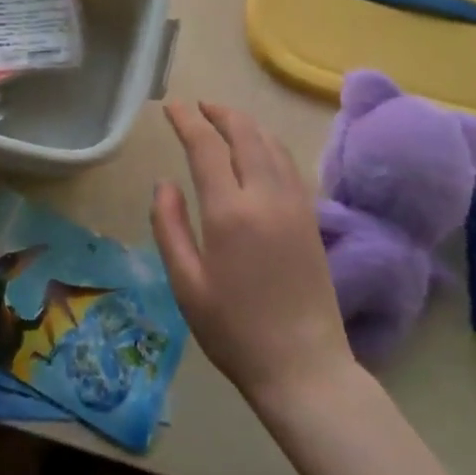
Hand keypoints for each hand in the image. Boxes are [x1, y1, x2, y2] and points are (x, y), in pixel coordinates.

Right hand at [151, 102, 356, 417]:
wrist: (304, 368)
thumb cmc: (234, 329)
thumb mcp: (185, 282)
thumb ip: (168, 226)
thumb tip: (164, 183)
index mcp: (229, 212)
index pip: (206, 147)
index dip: (187, 121)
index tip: (171, 107)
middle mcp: (266, 198)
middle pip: (246, 135)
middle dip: (220, 113)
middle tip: (198, 106)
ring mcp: (295, 206)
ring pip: (272, 145)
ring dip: (247, 125)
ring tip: (225, 120)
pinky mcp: (312, 220)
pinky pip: (290, 165)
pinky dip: (269, 145)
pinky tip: (259, 151)